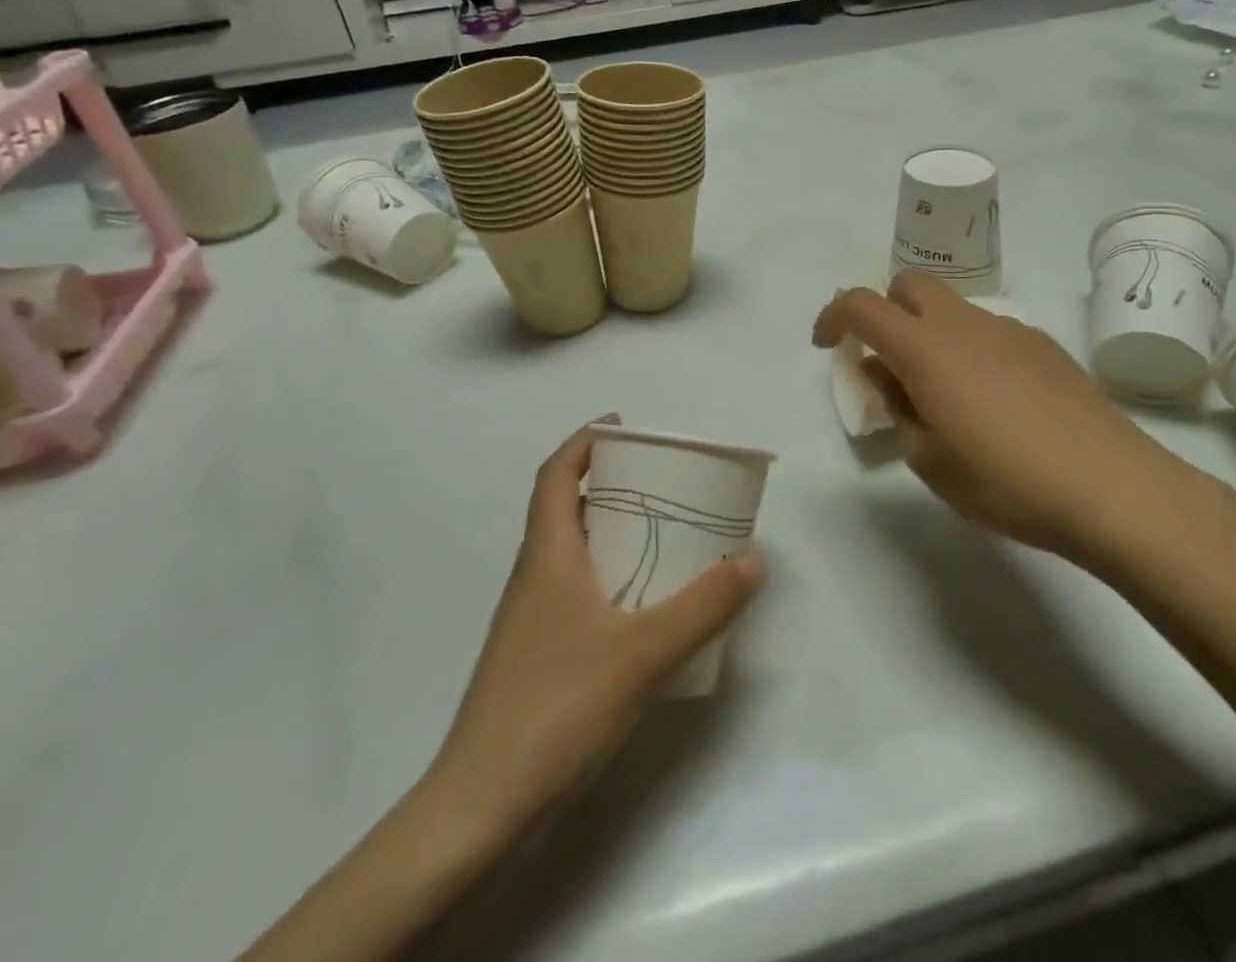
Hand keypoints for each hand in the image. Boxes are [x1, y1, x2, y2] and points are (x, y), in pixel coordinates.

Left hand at [422, 418, 764, 843]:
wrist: (481, 808)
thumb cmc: (556, 709)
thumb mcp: (643, 653)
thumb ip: (703, 607)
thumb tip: (753, 561)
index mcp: (547, 556)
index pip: (555, 475)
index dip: (583, 441)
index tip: (623, 427)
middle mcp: (534, 577)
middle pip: (565, 508)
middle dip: (609, 484)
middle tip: (662, 482)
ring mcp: (531, 621)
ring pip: (571, 554)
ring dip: (611, 532)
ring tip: (664, 536)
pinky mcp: (537, 658)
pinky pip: (576, 593)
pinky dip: (609, 578)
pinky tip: (645, 609)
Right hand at [813, 272, 1180, 562]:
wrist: (1112, 488)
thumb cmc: (1006, 481)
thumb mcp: (930, 461)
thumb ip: (899, 409)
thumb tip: (888, 376)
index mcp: (926, 349)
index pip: (861, 305)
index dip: (834, 317)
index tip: (829, 346)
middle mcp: (964, 324)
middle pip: (909, 284)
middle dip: (885, 311)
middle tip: (889, 364)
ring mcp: (1010, 329)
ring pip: (952, 307)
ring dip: (930, 332)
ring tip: (945, 395)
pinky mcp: (1044, 345)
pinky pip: (990, 329)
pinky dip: (970, 347)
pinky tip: (995, 401)